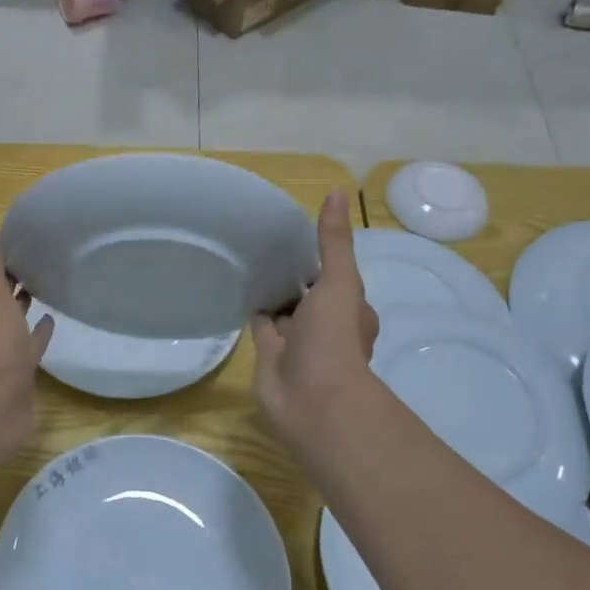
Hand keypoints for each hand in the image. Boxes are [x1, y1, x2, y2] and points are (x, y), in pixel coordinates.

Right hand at [251, 191, 378, 454]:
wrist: (311, 397)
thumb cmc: (333, 337)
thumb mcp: (339, 281)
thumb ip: (333, 242)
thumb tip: (337, 191)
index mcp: (349, 310)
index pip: (334, 279)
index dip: (319, 261)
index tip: (297, 238)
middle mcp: (325, 327)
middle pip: (307, 296)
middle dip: (293, 278)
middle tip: (267, 247)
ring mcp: (296, 343)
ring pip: (283, 312)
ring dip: (272, 295)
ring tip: (250, 263)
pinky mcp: (270, 355)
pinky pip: (261, 328)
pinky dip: (253, 312)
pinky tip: (239, 292)